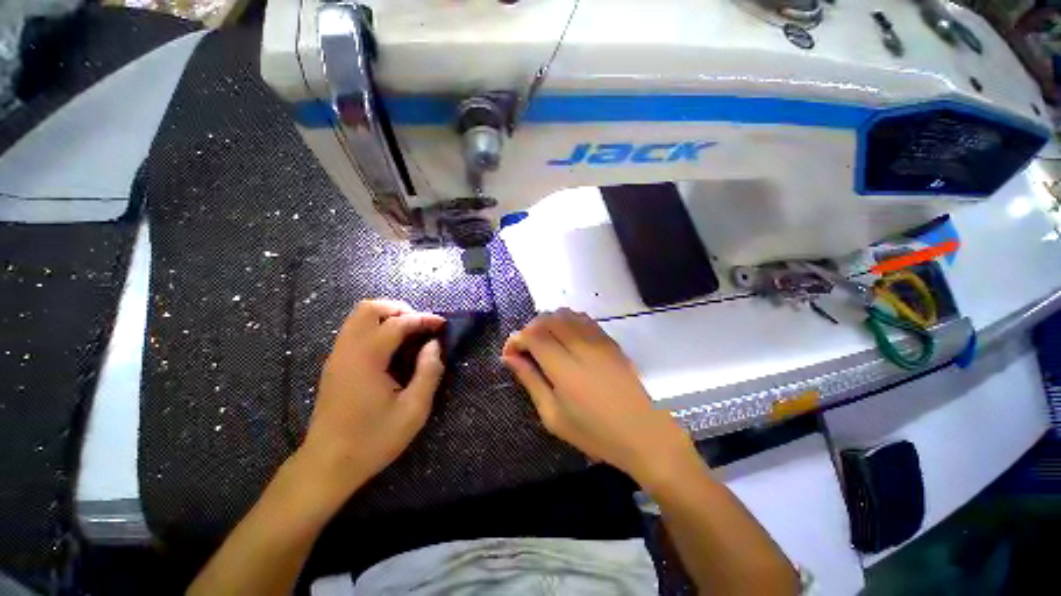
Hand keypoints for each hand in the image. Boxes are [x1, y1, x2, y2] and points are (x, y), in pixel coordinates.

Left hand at [298, 299, 445, 503]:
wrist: (327, 465)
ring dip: (387, 316)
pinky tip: (392, 347)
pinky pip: (354, 330)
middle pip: (368, 308)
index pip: (396, 324)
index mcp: (366, 359)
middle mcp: (347, 351)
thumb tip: (434, 345)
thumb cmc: (373, 440)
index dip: (423, 319)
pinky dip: (376, 327)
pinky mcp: (334, 365)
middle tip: (420, 324)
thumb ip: (428, 373)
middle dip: (399, 309)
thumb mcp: (413, 410)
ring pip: (358, 317)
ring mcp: (337, 356)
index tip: (442, 324)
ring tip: (410, 332)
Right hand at [502, 309, 698, 485]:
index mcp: (565, 368)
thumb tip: (510, 358)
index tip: (510, 353)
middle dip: (530, 329)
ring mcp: (599, 340)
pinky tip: (566, 339)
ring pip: (565, 314)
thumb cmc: (594, 432)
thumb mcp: (553, 416)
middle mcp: (581, 346)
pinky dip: (567, 321)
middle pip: (548, 319)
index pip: (533, 335)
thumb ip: (530, 381)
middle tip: (526, 350)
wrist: (642, 433)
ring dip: (548, 323)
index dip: (516, 339)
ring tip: (544, 343)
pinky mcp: (610, 340)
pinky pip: (583, 318)